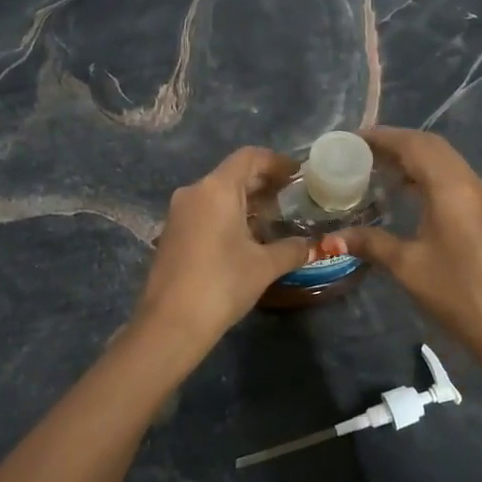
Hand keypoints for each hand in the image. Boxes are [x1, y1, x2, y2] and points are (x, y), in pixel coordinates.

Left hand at [134, 147, 310, 348]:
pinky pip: (205, 212)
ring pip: (217, 194)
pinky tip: (247, 238)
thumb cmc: (222, 284)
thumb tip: (311, 245)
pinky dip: (228, 215)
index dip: (276, 162)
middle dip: (263, 183)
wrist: (170, 323)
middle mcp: (194, 192)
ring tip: (274, 219)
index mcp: (216, 189)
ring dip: (246, 201)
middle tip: (292, 197)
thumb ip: (291, 249)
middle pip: (232, 174)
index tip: (298, 175)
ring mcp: (178, 213)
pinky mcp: (171, 233)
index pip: (249, 157)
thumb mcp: (264, 266)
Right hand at [340, 128, 481, 364]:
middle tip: (361, 153)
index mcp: (452, 187)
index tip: (352, 139)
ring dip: (414, 159)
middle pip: (432, 147)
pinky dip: (428, 176)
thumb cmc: (458, 293)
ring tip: (379, 171)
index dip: (382, 137)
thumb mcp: (407, 267)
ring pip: (446, 162)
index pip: (414, 145)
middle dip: (397, 143)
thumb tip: (332, 238)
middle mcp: (471, 183)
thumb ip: (370, 243)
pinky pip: (454, 180)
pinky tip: (408, 196)